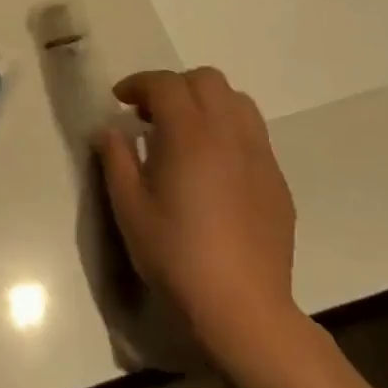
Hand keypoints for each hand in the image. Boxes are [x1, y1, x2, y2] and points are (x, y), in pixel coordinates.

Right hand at [95, 68, 300, 367]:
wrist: (242, 307)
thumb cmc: (176, 254)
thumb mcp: (128, 207)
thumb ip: (116, 159)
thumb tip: (111, 131)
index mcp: (189, 134)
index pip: (165, 84)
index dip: (138, 84)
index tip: (120, 101)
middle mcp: (229, 133)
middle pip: (206, 80)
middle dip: (174, 87)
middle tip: (151, 116)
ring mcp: (259, 156)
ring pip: (237, 101)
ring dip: (206, 103)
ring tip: (185, 133)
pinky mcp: (276, 180)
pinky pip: (253, 134)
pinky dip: (228, 131)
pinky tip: (213, 167)